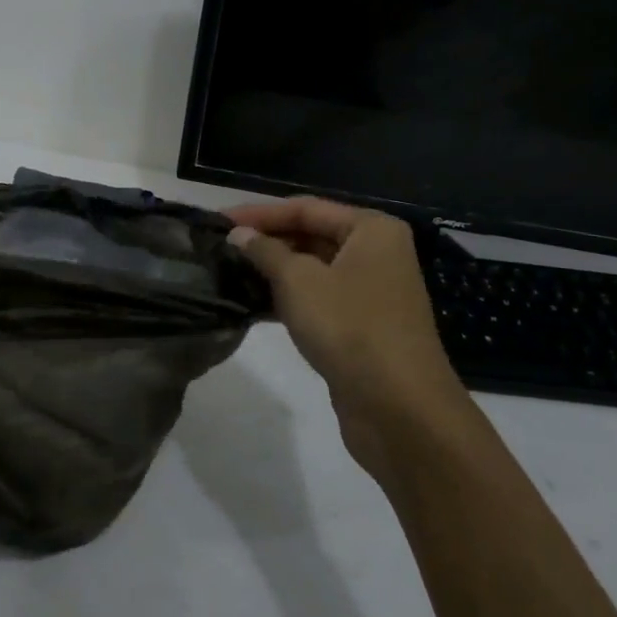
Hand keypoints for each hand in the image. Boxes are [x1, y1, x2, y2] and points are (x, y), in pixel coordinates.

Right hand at [227, 197, 467, 480]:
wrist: (399, 408)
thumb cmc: (350, 328)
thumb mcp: (299, 282)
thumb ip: (265, 252)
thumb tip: (238, 234)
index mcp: (371, 229)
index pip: (305, 208)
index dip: (259, 213)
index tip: (217, 222)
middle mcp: (375, 253)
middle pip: (310, 235)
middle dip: (266, 241)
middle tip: (219, 248)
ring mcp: (370, 292)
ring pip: (311, 269)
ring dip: (272, 271)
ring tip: (227, 273)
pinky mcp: (360, 326)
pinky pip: (317, 299)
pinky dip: (287, 299)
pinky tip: (251, 305)